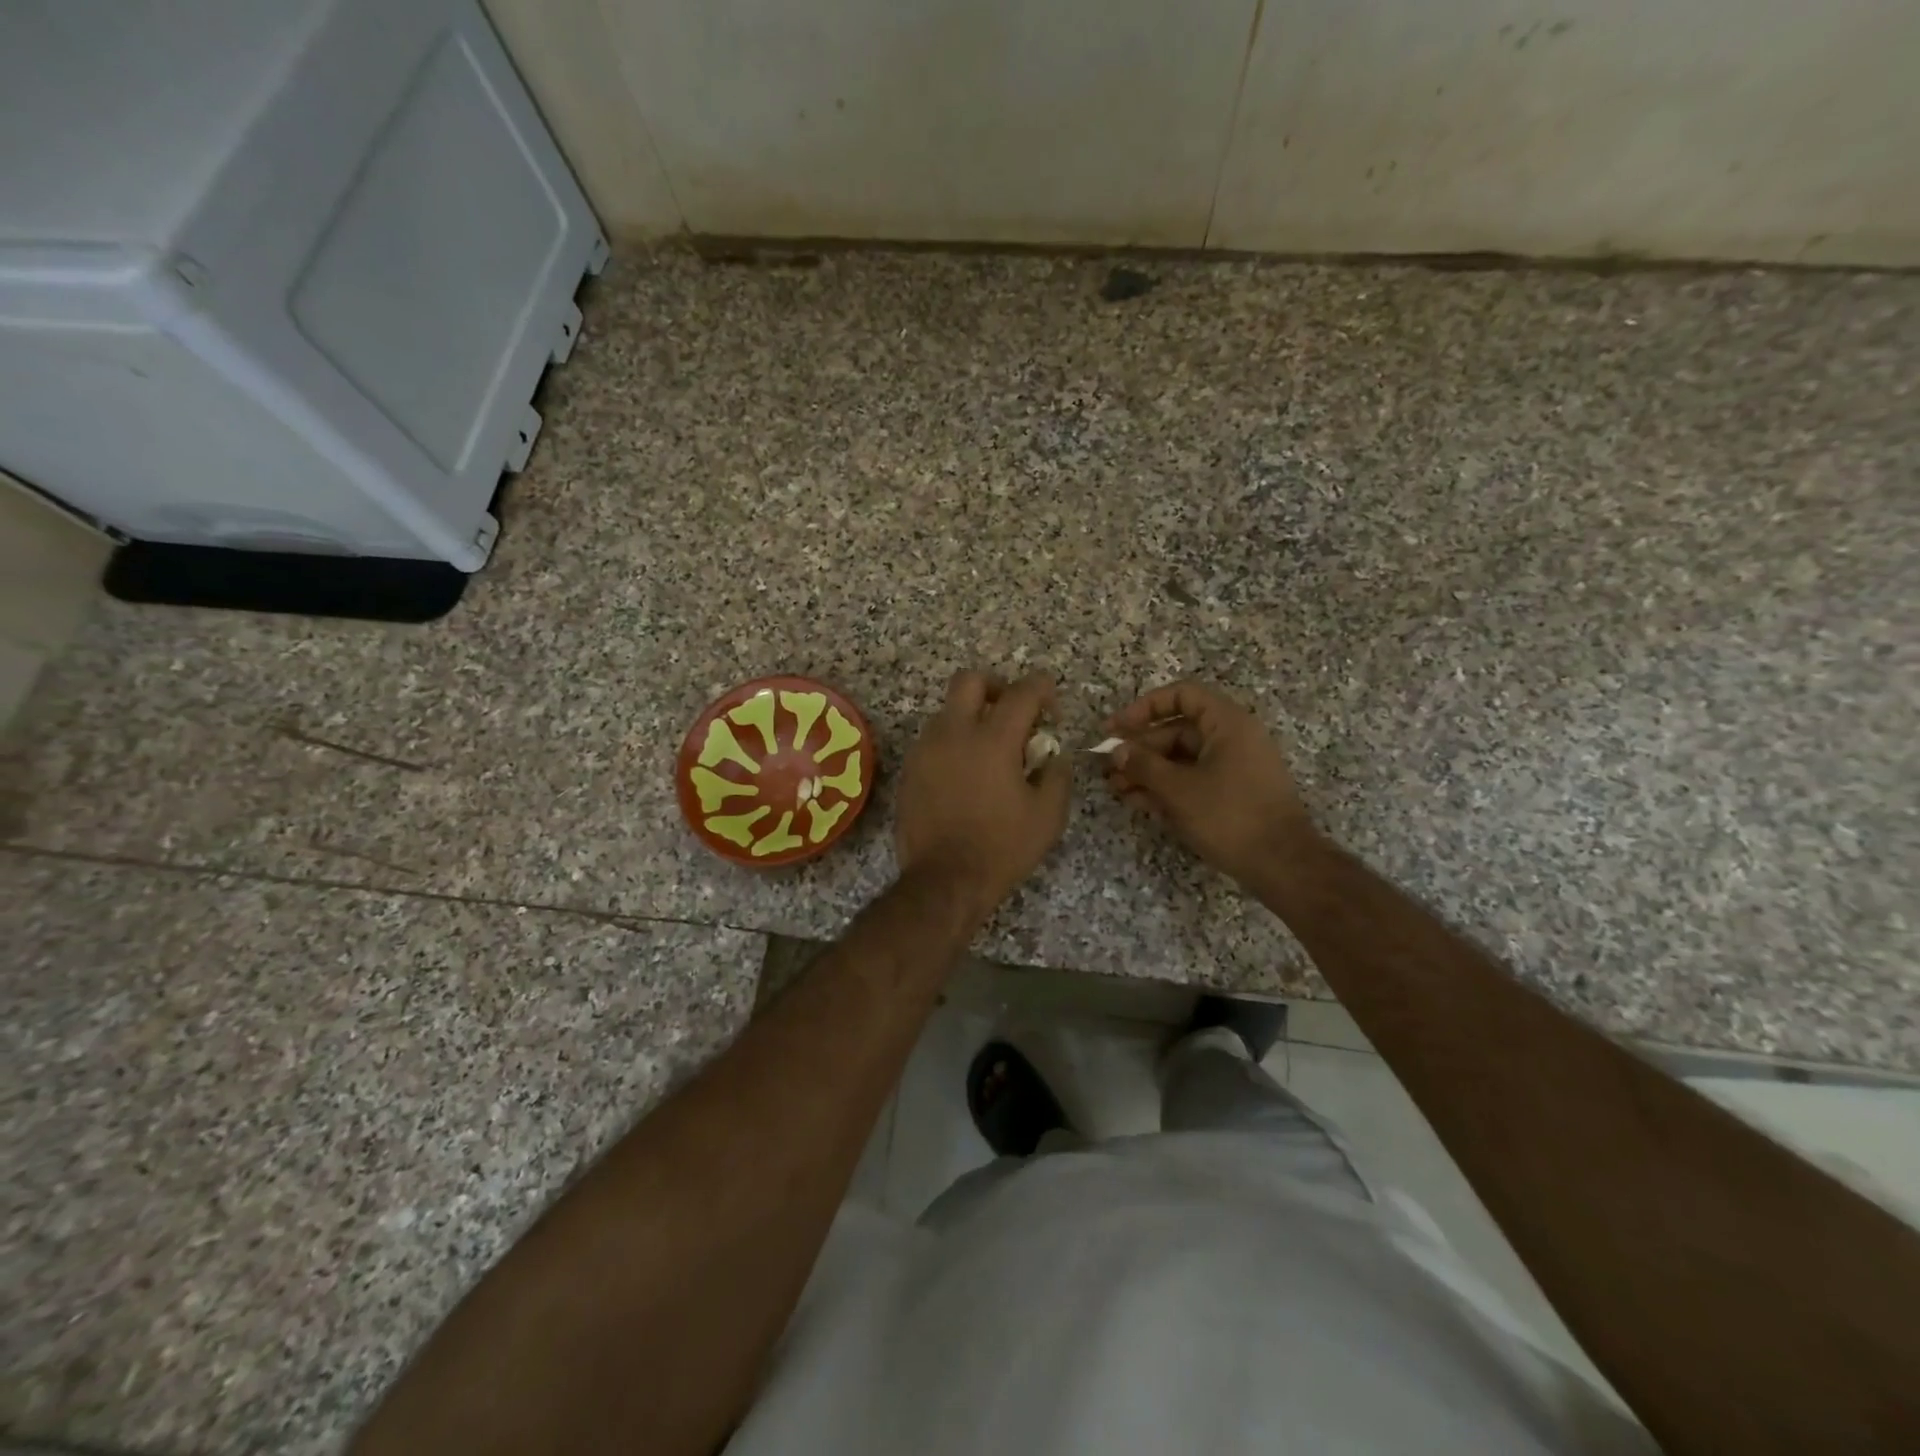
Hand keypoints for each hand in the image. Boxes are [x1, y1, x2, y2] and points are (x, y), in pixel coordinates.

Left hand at [896, 671, 1072, 915]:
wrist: (943, 880)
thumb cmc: (1002, 848)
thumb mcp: (1047, 816)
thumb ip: (1056, 775)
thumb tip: (1053, 755)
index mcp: (993, 739)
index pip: (1022, 691)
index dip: (1042, 689)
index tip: (1051, 706)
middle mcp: (954, 733)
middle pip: (970, 680)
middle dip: (996, 686)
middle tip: (1012, 711)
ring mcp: (926, 749)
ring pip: (948, 710)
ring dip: (971, 717)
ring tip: (989, 750)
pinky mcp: (910, 769)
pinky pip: (933, 739)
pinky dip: (953, 743)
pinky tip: (965, 774)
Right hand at [1103, 681, 1313, 884]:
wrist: (1282, 865)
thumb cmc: (1229, 816)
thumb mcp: (1179, 789)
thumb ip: (1143, 765)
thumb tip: (1116, 751)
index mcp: (1227, 724)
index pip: (1182, 695)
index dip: (1145, 707)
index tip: (1116, 728)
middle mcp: (1233, 739)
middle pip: (1177, 730)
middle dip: (1140, 748)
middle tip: (1109, 767)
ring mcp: (1234, 768)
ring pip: (1182, 759)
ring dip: (1148, 771)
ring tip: (1117, 788)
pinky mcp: (1232, 795)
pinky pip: (1193, 780)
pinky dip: (1167, 788)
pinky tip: (1138, 802)